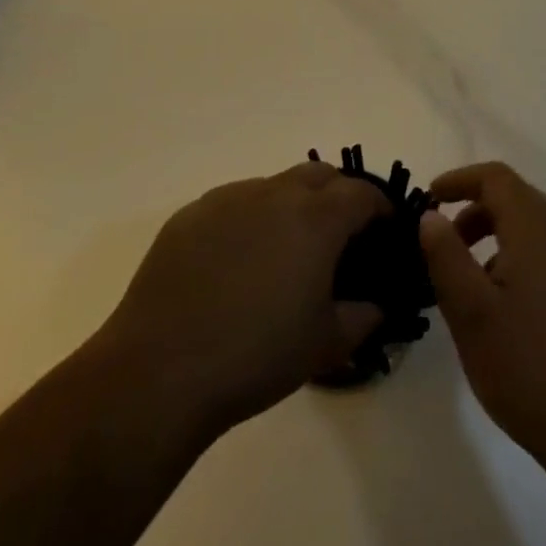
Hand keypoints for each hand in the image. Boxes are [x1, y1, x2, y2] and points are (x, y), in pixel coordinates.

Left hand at [95, 161, 387, 445]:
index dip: (380, 208)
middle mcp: (275, 193)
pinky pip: (234, 204)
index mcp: (315, 218)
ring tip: (284, 253)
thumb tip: (377, 304)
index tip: (383, 230)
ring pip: (275, 186)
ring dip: (292, 206)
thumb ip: (362, 317)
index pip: (362, 194)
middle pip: (320, 175)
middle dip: (338, 196)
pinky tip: (236, 264)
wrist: (161, 369)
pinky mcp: (192, 213)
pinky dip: (250, 220)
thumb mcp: (325, 345)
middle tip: (339, 237)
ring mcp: (229, 198)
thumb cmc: (256, 356)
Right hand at [419, 162, 545, 471]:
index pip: (496, 177)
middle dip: (475, 210)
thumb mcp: (472, 314)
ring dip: (494, 238)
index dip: (460, 179)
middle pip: (515, 199)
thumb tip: (431, 215)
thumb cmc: (532, 368)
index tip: (430, 198)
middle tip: (444, 242)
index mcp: (535, 229)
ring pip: (531, 231)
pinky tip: (504, 311)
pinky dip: (516, 261)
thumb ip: (446, 257)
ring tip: (468, 282)